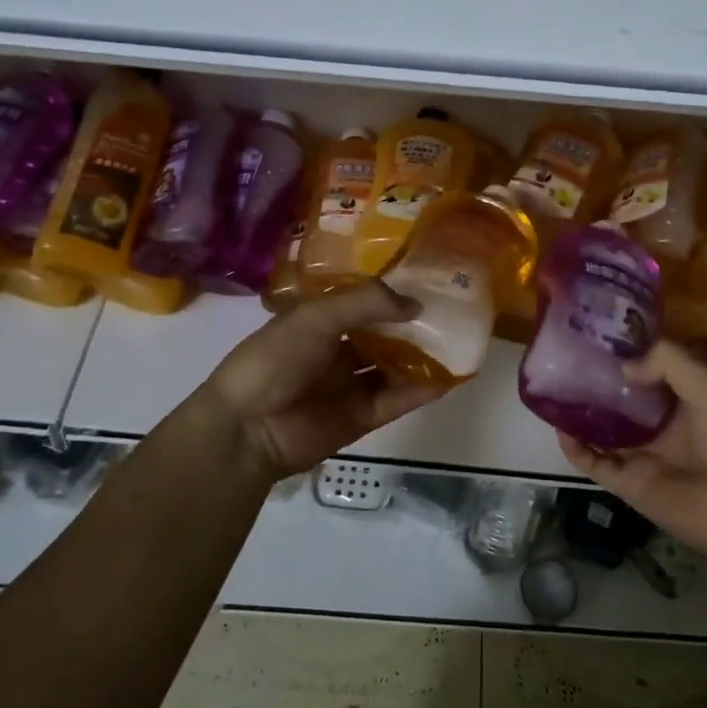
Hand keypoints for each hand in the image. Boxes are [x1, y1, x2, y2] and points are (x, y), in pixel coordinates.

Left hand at [195, 282, 445, 481]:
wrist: (248, 427)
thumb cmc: (276, 358)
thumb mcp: (318, 316)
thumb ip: (368, 303)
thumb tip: (416, 305)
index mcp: (318, 322)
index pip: (360, 303)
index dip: (389, 294)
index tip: (426, 280)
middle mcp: (336, 351)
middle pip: (381, 335)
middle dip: (410, 326)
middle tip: (451, 311)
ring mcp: (349, 386)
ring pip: (392, 367)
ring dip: (420, 357)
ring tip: (458, 341)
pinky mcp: (361, 417)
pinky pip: (396, 400)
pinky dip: (420, 390)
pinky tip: (448, 377)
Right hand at [557, 341, 706, 564]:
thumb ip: (669, 363)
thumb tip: (623, 366)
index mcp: (687, 398)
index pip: (650, 368)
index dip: (626, 351)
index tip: (595, 331)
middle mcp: (662, 424)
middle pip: (620, 397)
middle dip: (596, 380)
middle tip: (564, 357)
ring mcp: (643, 454)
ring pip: (601, 428)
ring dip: (579, 412)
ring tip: (552, 388)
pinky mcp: (629, 484)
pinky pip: (595, 463)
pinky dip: (575, 448)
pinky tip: (560, 427)